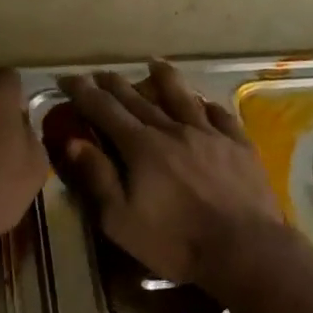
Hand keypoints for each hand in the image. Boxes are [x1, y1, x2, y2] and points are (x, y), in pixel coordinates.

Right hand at [56, 60, 287, 287]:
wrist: (245, 249)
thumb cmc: (176, 241)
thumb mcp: (122, 220)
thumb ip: (98, 178)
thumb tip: (73, 142)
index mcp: (141, 147)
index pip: (105, 110)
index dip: (84, 92)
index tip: (68, 78)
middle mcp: (173, 130)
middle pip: (139, 100)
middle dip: (115, 84)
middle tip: (100, 72)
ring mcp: (210, 135)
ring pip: (183, 97)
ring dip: (165, 78)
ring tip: (154, 63)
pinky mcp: (239, 145)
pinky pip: (221, 116)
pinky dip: (207, 105)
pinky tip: (204, 101)